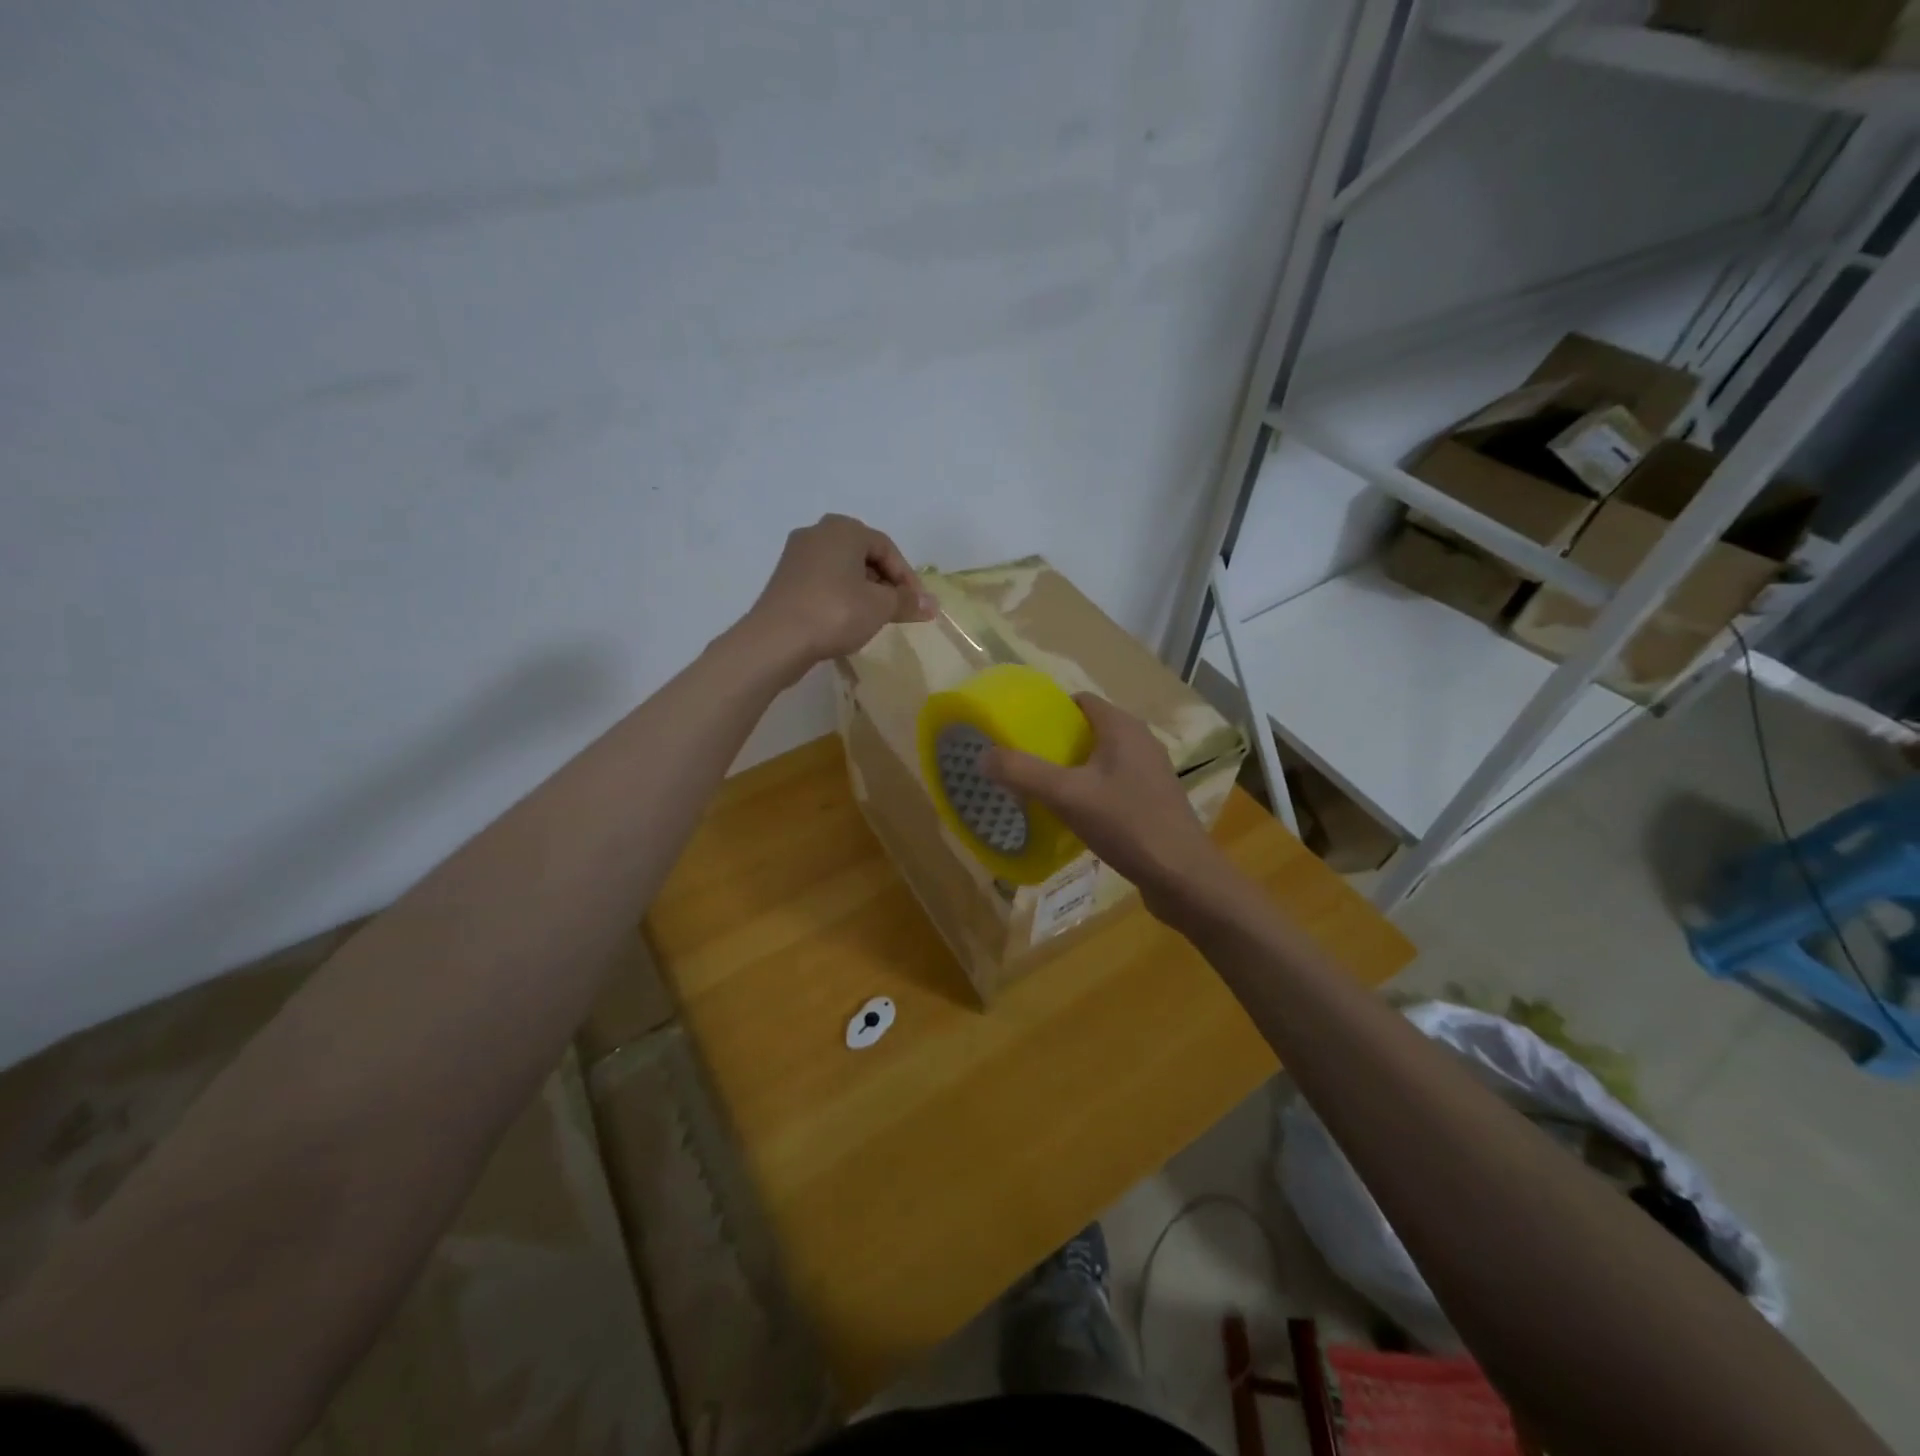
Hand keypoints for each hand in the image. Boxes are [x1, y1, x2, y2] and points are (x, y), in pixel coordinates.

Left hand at [742, 514, 935, 677]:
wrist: (776, 639)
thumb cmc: (835, 612)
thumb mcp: (880, 607)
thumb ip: (907, 602)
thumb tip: (933, 604)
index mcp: (844, 529)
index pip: (887, 548)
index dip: (907, 578)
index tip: (917, 605)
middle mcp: (818, 532)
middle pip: (864, 555)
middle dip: (885, 582)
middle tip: (897, 609)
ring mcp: (797, 555)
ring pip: (843, 568)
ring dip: (864, 590)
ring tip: (874, 617)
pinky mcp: (785, 578)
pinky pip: (823, 581)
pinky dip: (841, 595)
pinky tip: (846, 619)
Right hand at [983, 693, 1228, 911]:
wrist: (1182, 876)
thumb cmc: (1127, 824)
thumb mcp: (1067, 796)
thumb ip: (1023, 773)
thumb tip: (982, 756)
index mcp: (1123, 728)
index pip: (1080, 702)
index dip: (1048, 710)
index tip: (1018, 728)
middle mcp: (1140, 742)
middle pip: (1089, 730)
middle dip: (1055, 742)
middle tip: (1021, 760)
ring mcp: (1150, 772)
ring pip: (1101, 759)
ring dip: (1072, 768)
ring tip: (1039, 787)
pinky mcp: (1152, 800)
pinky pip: (1113, 783)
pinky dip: (1090, 790)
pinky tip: (1072, 814)